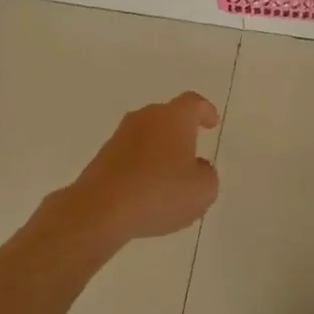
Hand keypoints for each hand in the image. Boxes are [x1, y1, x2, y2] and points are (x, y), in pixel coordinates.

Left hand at [60, 93, 221, 248]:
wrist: (101, 209)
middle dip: (181, 131)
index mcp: (174, 117)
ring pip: (147, 135)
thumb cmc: (160, 193)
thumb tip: (197, 167)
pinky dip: (141, 166)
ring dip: (159, 149)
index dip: (205, 111)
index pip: (194, 103)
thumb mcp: (203, 190)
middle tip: (192, 149)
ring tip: (169, 175)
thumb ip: (207, 174)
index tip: (212, 123)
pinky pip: (130, 155)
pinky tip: (146, 190)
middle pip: (167, 116)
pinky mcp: (102, 157)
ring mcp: (120, 136)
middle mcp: (146, 118)